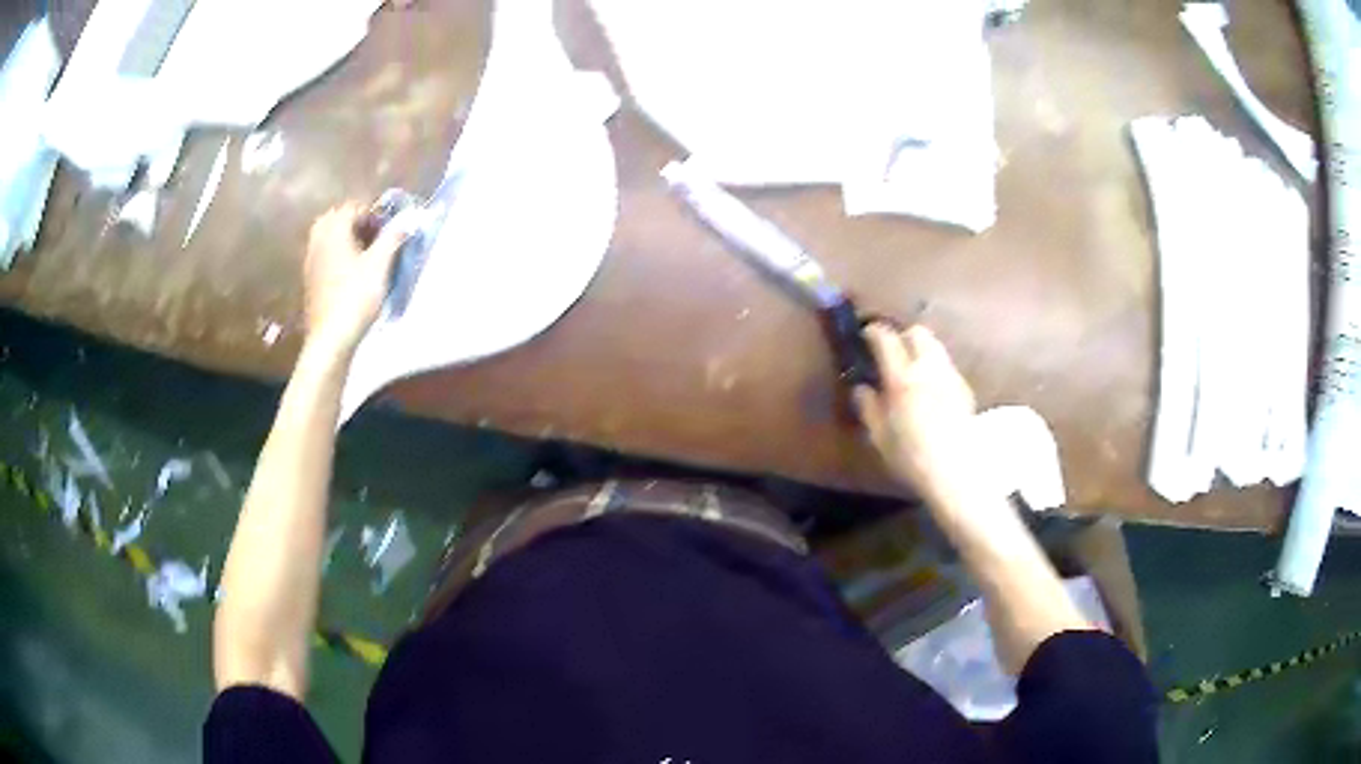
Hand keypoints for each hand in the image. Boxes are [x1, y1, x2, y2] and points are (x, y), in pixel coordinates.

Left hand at [302, 203, 406, 355]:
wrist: (330, 338)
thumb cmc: (355, 298)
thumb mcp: (380, 266)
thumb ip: (392, 238)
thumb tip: (406, 220)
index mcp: (334, 231)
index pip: (352, 207)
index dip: (372, 213)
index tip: (387, 228)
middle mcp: (318, 240)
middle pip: (335, 218)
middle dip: (354, 221)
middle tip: (373, 235)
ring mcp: (311, 260)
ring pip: (326, 236)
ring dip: (343, 236)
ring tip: (362, 252)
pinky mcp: (310, 279)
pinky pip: (321, 254)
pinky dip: (335, 253)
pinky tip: (349, 270)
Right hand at [854, 324, 977, 503]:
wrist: (956, 470)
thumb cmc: (911, 456)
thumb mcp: (879, 436)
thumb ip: (868, 407)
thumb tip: (861, 388)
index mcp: (902, 378)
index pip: (886, 339)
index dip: (874, 332)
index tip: (866, 335)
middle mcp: (928, 368)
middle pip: (918, 333)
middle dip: (903, 335)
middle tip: (893, 350)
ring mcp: (950, 376)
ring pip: (935, 346)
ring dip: (922, 350)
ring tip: (913, 369)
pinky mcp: (964, 388)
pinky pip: (946, 366)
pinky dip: (936, 368)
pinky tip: (932, 390)